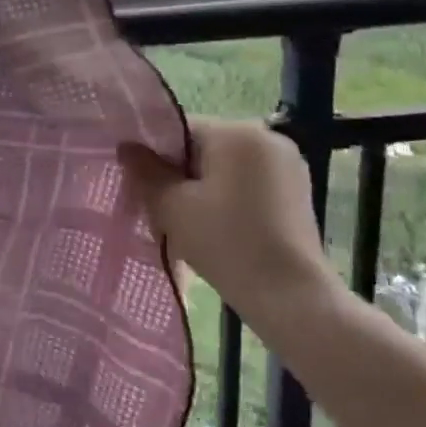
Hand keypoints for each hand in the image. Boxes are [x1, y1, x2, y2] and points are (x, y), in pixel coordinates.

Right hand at [120, 117, 336, 314]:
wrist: (290, 296)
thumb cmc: (226, 243)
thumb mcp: (173, 206)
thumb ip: (146, 171)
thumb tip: (127, 147)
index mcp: (237, 132)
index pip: (180, 130)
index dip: (155, 157)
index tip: (144, 189)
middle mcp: (267, 137)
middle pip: (204, 148)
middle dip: (180, 176)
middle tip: (163, 213)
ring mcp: (287, 165)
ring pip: (226, 168)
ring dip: (203, 190)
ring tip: (191, 228)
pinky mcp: (298, 192)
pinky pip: (249, 184)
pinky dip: (229, 200)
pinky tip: (220, 232)